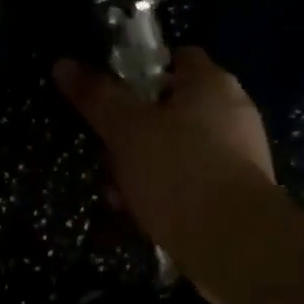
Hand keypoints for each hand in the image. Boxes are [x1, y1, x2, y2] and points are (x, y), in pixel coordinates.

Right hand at [53, 47, 274, 251]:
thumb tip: (63, 64)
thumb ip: (97, 95)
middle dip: (132, 130)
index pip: (176, 57)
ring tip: (117, 192)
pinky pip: (192, 180)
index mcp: (212, 82)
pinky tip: (141, 214)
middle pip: (170, 107)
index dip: (140, 70)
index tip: (112, 93)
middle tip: (106, 150)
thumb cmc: (179, 171)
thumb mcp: (126, 129)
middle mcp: (232, 110)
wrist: (236, 246)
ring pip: (177, 148)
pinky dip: (166, 191)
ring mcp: (239, 153)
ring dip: (143, 166)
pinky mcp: (239, 193)